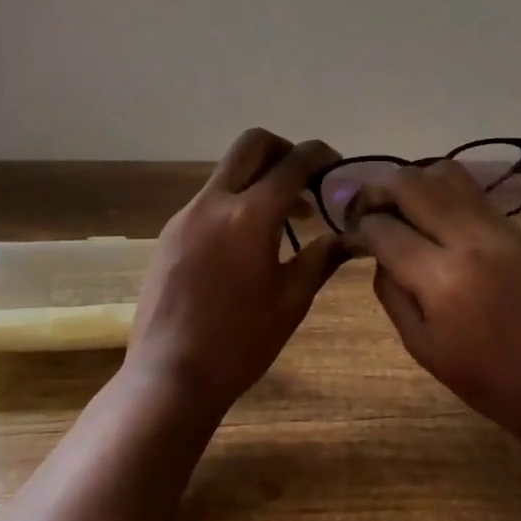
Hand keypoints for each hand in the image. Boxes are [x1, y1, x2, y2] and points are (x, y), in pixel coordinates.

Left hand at [126, 128, 345, 414]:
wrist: (170, 376)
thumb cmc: (240, 343)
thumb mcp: (291, 301)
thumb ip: (322, 258)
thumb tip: (351, 236)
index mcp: (250, 216)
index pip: (294, 163)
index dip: (320, 156)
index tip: (336, 167)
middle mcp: (214, 202)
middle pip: (252, 144)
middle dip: (284, 151)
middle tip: (305, 182)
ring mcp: (185, 215)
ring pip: (228, 172)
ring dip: (259, 180)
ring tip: (283, 220)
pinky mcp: (169, 234)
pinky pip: (209, 200)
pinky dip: (235, 203)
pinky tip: (247, 244)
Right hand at [342, 162, 520, 456]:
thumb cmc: (487, 381)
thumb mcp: (422, 347)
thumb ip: (392, 292)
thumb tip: (379, 254)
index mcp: (442, 279)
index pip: (383, 229)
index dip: (357, 229)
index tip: (349, 236)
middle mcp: (471, 240)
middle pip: (412, 184)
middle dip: (377, 190)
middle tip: (366, 209)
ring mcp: (501, 229)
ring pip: (447, 174)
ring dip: (414, 183)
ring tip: (402, 208)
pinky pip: (474, 195)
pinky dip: (445, 196)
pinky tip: (437, 222)